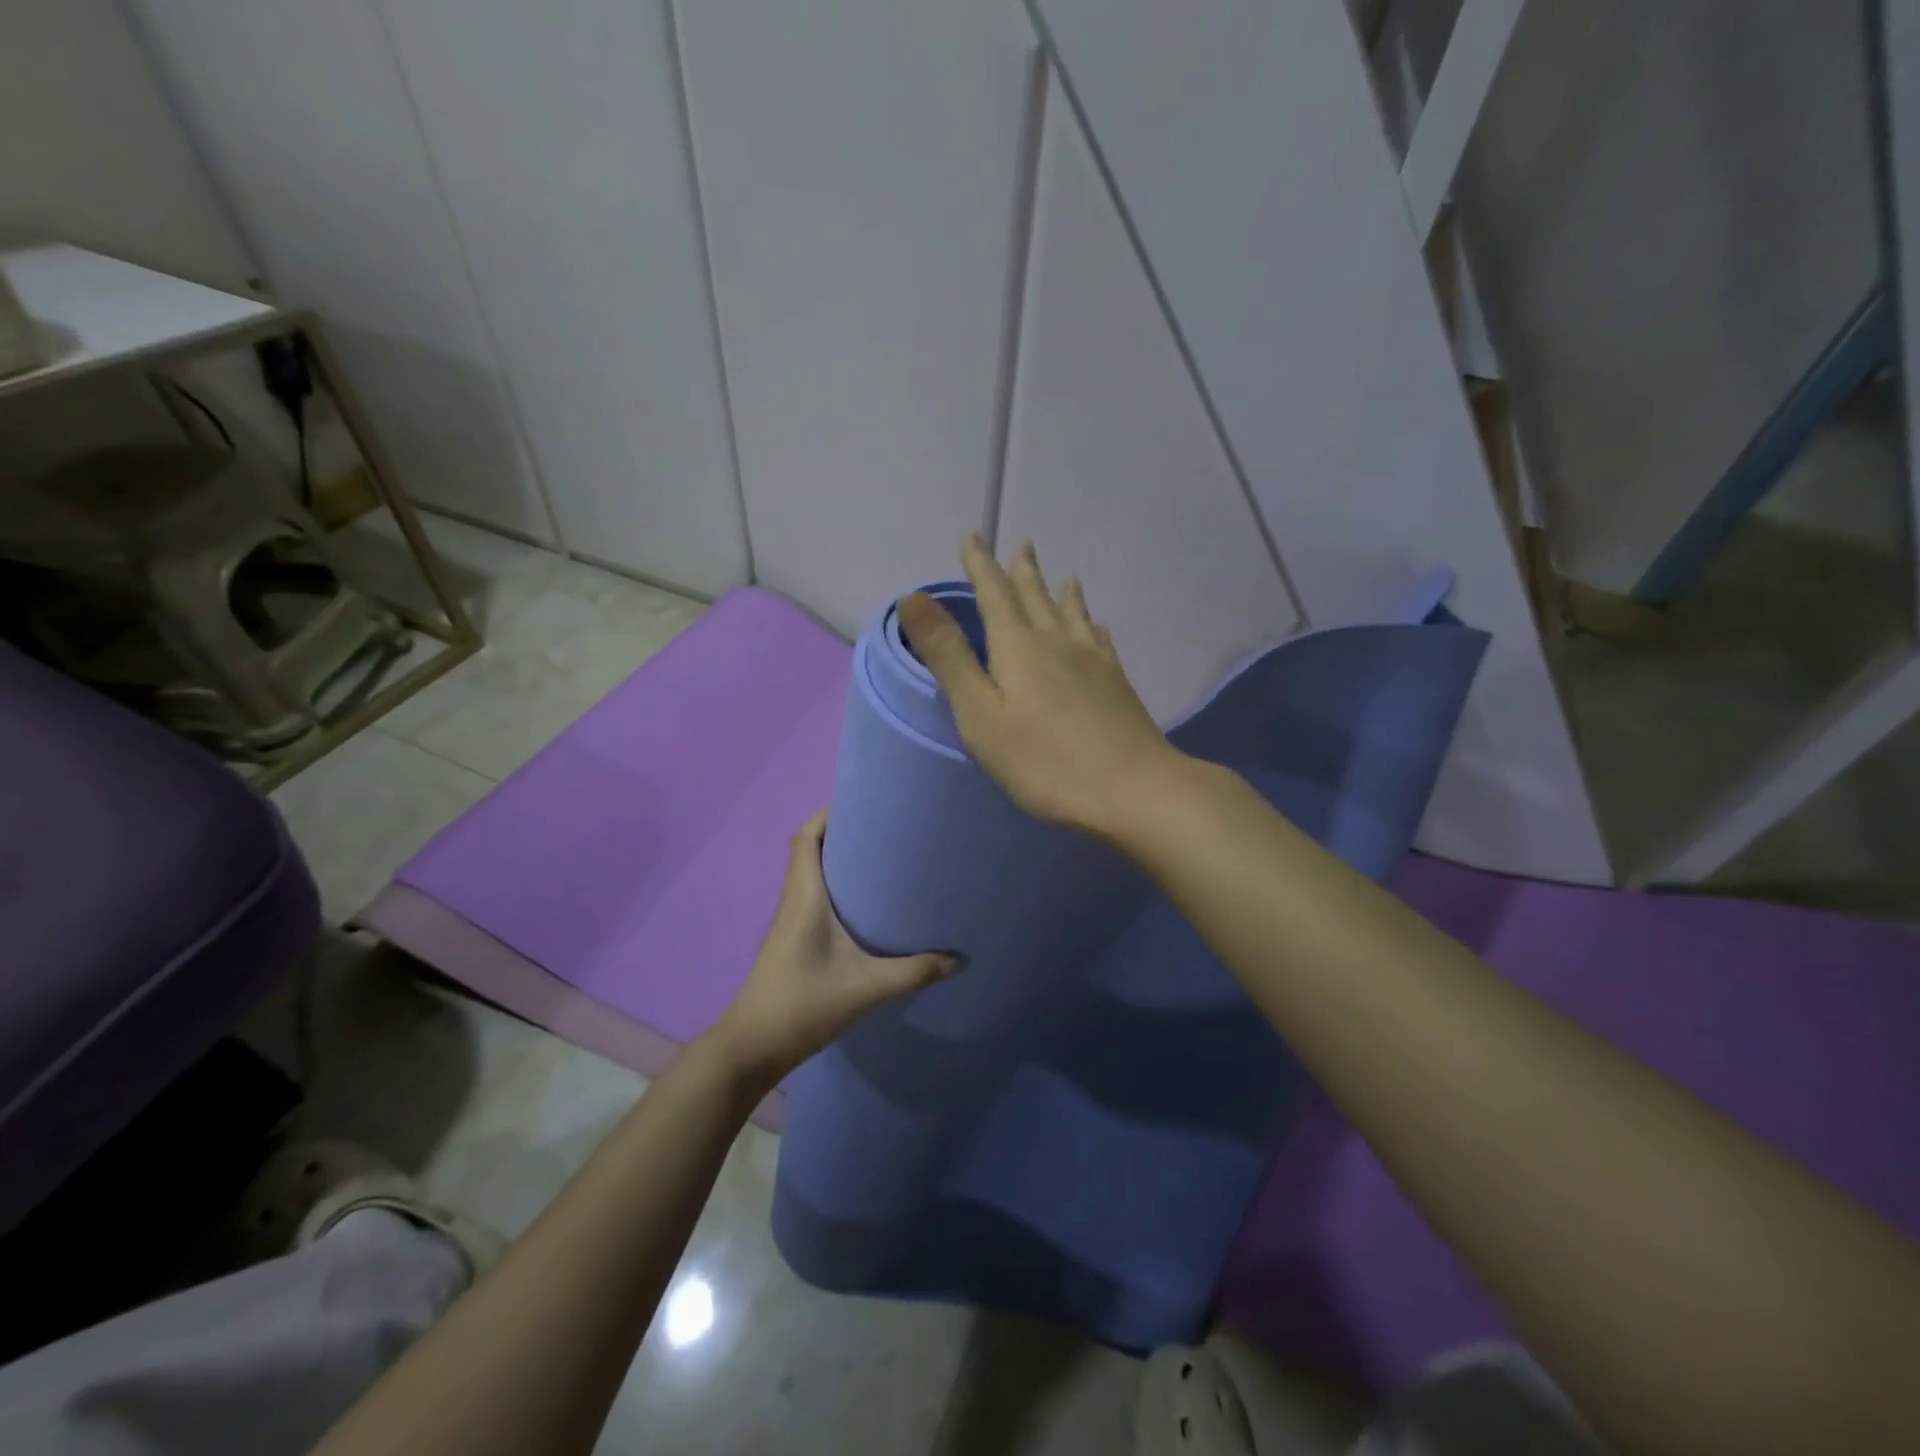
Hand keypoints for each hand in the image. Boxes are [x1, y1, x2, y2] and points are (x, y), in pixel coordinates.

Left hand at [707, 812, 954, 1087]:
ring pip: (811, 875)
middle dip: (841, 833)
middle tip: (884, 829)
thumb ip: (914, 972)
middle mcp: (794, 901)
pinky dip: (835, 888)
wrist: (753, 1047)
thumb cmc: (803, 1004)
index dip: (827, 815)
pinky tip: (865, 907)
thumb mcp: (866, 988)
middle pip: (809, 850)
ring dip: (837, 861)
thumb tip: (958, 960)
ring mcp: (790, 922)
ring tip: (881, 859)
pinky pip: (813, 898)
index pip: (805, 838)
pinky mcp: (792, 941)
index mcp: (804, 896)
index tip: (861, 803)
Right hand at [896, 534, 1181, 834]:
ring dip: (1061, 593)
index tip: (972, 536)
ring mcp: (1094, 662)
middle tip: (1022, 545)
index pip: (994, 593)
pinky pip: (1100, 640)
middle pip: (1036, 597)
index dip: (979, 564)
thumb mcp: (980, 714)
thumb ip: (948, 657)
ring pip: (1072, 615)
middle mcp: (1057, 642)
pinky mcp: (1117, 684)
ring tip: (1065, 576)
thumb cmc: (1044, 761)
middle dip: (1022, 572)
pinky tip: (1098, 628)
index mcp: (1018, 648)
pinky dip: (1092, 625)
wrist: (1132, 789)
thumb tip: (912, 597)